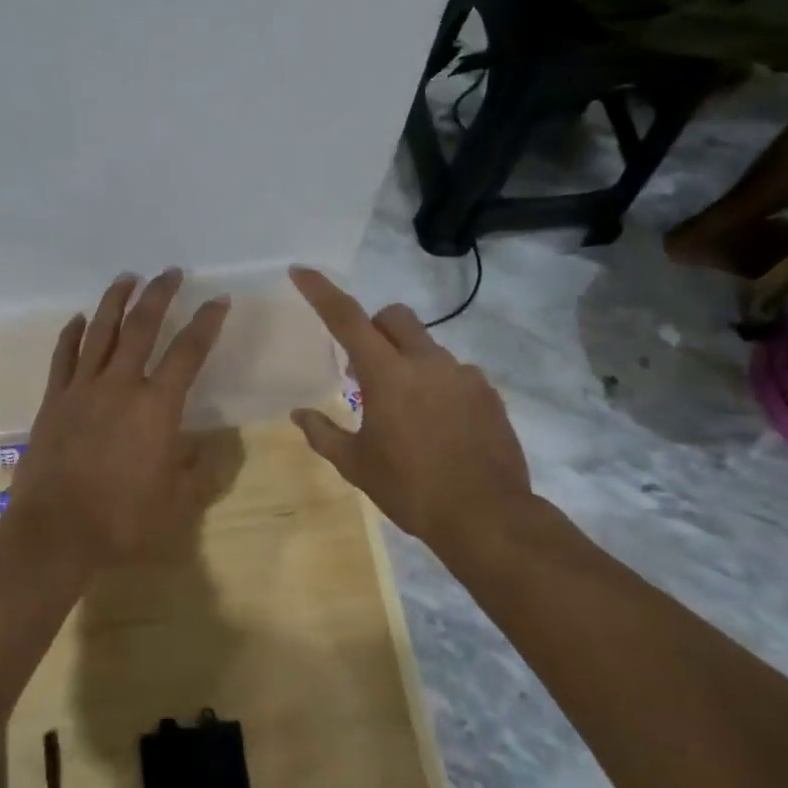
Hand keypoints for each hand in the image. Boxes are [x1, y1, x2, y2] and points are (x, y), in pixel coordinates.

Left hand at [6, 269, 230, 570]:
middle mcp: (120, 385)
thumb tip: (215, 446)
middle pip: (141, 326)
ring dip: (115, 301)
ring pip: (100, 331)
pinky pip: (63, 357)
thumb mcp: (177, 502)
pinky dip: (72, 334)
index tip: (218, 300)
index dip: (206, 322)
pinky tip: (78, 318)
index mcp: (156, 407)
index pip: (188, 352)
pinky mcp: (53, 400)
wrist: (55, 533)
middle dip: (159, 295)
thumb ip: (200, 470)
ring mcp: (82, 389)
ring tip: (127, 278)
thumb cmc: (122, 520)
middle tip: (169, 273)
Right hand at [288, 267, 542, 558]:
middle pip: (395, 316)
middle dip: (374, 327)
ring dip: (407, 361)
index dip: (321, 292)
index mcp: (387, 375)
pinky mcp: (488, 393)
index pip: (347, 318)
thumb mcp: (356, 465)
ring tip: (406, 409)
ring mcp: (463, 375)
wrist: (487, 516)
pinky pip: (455, 373)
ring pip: (427, 346)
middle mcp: (427, 362)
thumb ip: (323, 434)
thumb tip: (298, 414)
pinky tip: (438, 424)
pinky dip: (438, 384)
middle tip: (363, 367)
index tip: (301, 271)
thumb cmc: (411, 489)